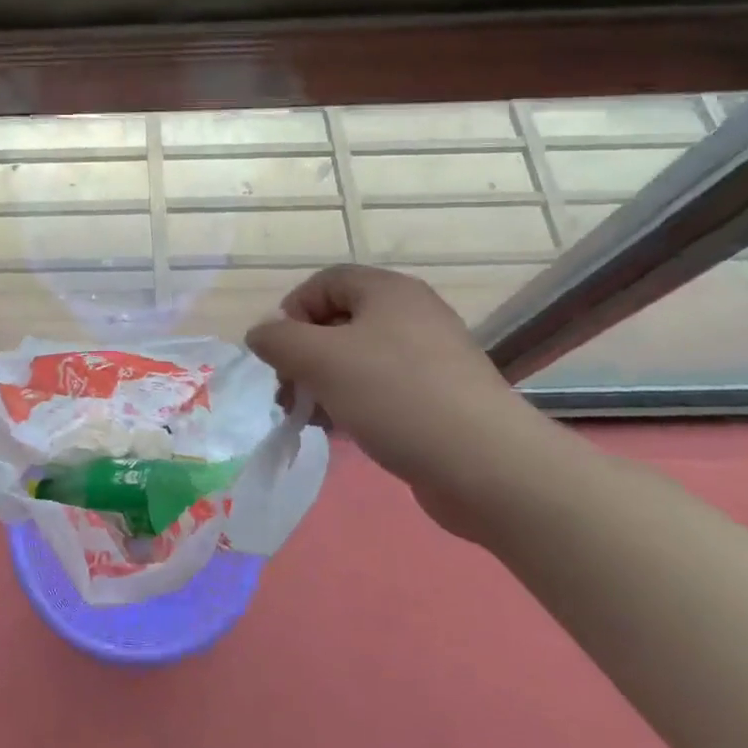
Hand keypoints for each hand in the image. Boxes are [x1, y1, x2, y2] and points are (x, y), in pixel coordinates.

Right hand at [246, 266, 556, 532]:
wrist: (487, 466)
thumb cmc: (395, 395)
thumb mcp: (320, 359)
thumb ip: (279, 340)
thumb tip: (260, 334)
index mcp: (388, 291)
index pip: (325, 282)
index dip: (293, 310)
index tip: (279, 351)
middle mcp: (411, 315)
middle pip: (340, 321)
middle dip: (304, 353)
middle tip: (288, 390)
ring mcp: (430, 358)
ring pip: (358, 359)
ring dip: (324, 382)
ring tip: (308, 417)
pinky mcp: (440, 399)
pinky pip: (383, 389)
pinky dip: (354, 402)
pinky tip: (341, 431)